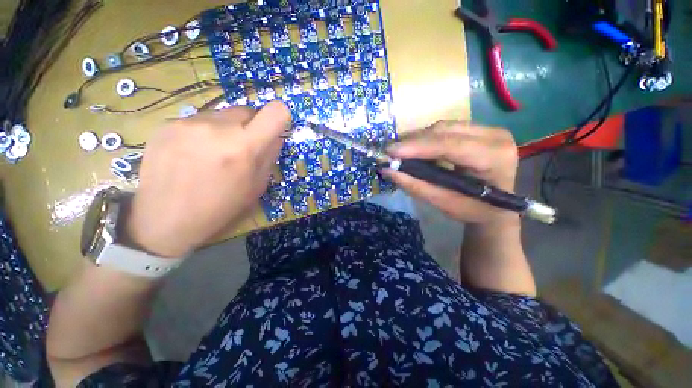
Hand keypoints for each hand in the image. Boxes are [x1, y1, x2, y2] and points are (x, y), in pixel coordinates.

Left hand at [128, 101, 290, 256]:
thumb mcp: (256, 186)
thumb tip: (276, 136)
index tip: (275, 127)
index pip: (275, 112)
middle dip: (251, 127)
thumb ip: (269, 156)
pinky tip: (192, 155)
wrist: (164, 219)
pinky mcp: (166, 124)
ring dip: (225, 130)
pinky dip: (203, 133)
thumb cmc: (220, 207)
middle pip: (247, 110)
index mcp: (244, 147)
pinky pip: (198, 121)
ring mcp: (188, 123)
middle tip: (241, 148)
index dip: (280, 116)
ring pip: (221, 115)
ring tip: (212, 154)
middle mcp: (217, 127)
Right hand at [384, 121, 518, 224]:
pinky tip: (416, 148)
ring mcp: (489, 130)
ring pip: (444, 127)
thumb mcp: (443, 203)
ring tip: (401, 151)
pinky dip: (427, 138)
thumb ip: (415, 186)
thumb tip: (387, 171)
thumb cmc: (473, 211)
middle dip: (415, 141)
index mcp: (495, 158)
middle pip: (446, 130)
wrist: (496, 209)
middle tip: (392, 152)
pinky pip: (446, 129)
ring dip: (419, 138)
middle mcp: (495, 136)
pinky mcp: (480, 130)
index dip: (418, 147)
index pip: (451, 145)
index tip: (391, 151)